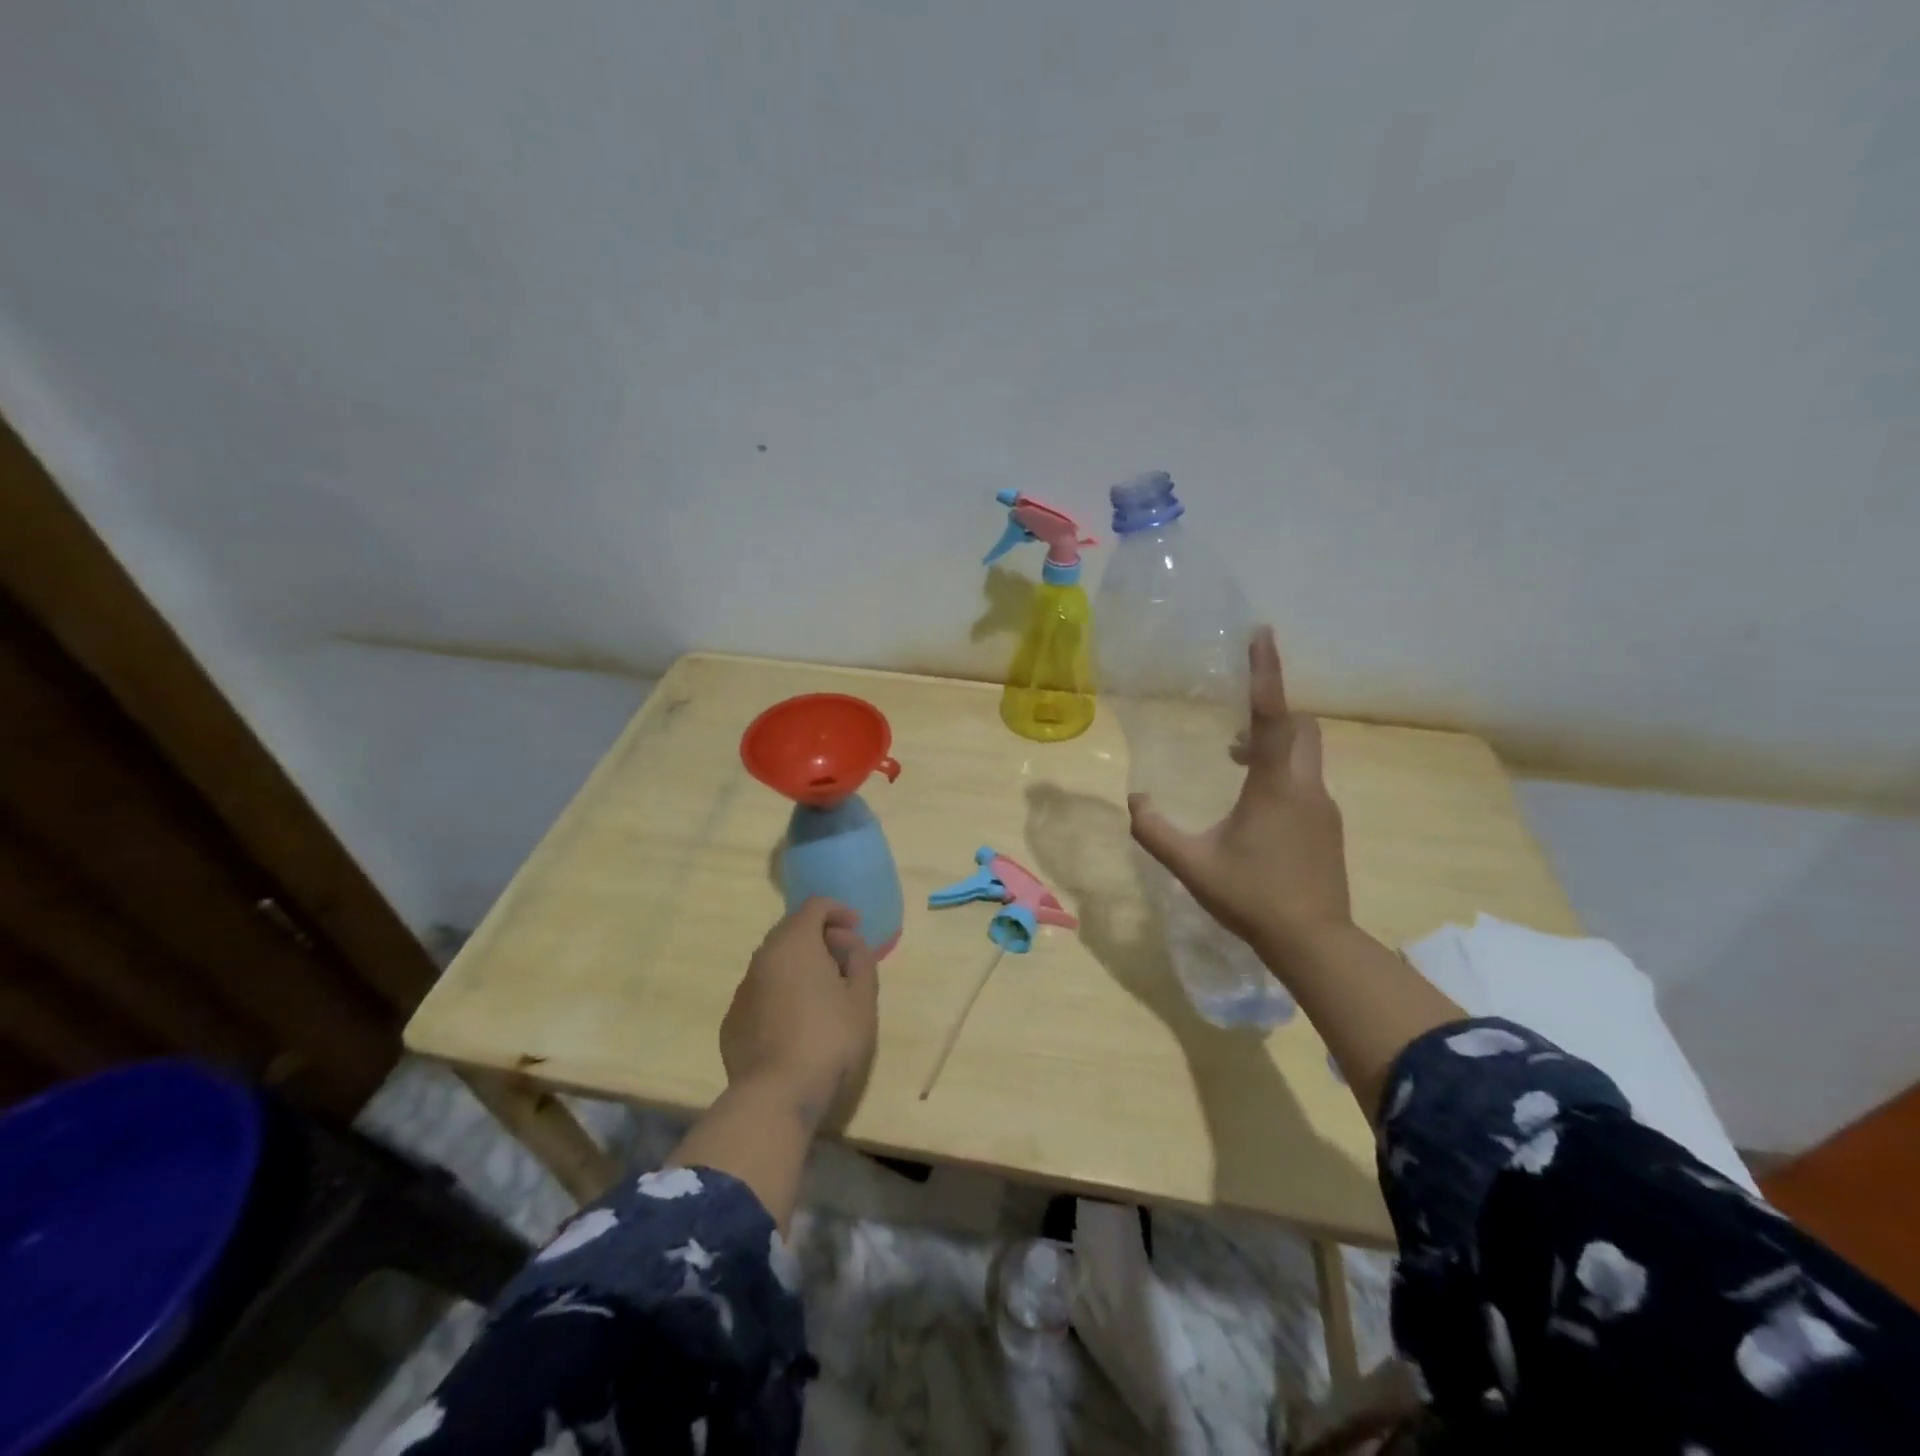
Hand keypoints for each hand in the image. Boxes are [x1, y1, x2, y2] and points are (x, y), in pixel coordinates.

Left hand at [720, 898, 879, 1123]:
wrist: (776, 1096)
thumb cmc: (829, 1039)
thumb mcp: (862, 997)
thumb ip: (859, 958)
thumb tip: (845, 942)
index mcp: (794, 943)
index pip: (814, 906)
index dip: (838, 911)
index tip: (855, 930)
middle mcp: (762, 957)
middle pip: (791, 931)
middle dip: (818, 938)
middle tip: (842, 961)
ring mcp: (743, 990)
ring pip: (774, 964)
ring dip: (798, 967)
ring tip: (822, 995)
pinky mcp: (732, 1021)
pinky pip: (761, 993)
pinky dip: (780, 994)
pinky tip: (796, 1023)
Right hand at [1127, 627, 1350, 955]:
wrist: (1314, 941)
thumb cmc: (1251, 897)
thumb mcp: (1191, 865)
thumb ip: (1155, 830)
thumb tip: (1135, 801)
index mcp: (1276, 785)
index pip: (1272, 716)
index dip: (1266, 673)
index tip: (1262, 634)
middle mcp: (1307, 786)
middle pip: (1300, 727)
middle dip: (1273, 710)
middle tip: (1235, 721)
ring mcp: (1323, 807)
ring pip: (1305, 754)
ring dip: (1274, 745)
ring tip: (1234, 760)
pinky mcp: (1328, 827)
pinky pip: (1306, 780)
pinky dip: (1282, 772)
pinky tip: (1253, 806)